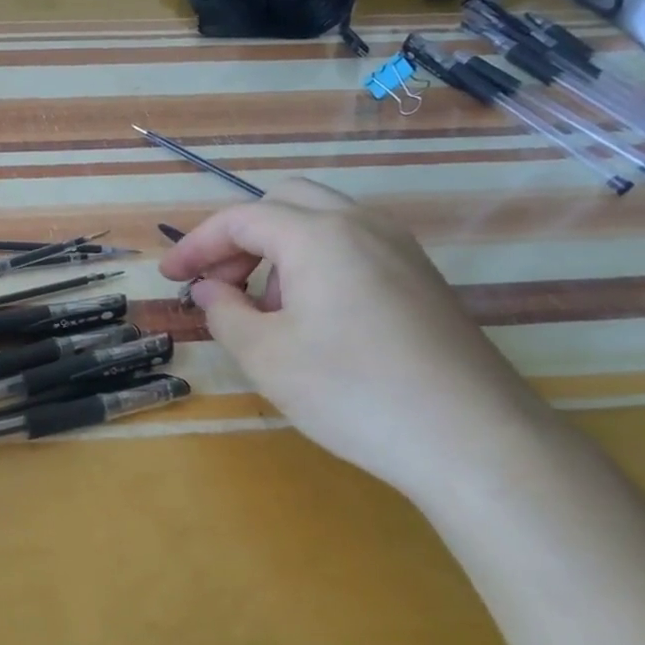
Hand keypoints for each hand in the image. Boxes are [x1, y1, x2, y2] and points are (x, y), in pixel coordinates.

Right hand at [159, 178, 558, 501]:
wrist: (475, 441)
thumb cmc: (353, 392)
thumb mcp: (264, 355)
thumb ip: (223, 311)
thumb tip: (210, 290)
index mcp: (319, 235)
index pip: (240, 219)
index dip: (196, 244)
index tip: (169, 278)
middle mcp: (363, 226)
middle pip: (284, 202)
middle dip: (238, 237)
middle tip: (216, 284)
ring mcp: (400, 251)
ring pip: (321, 224)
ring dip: (276, 252)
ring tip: (261, 311)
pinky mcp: (421, 280)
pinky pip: (352, 249)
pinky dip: (313, 265)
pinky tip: (310, 320)